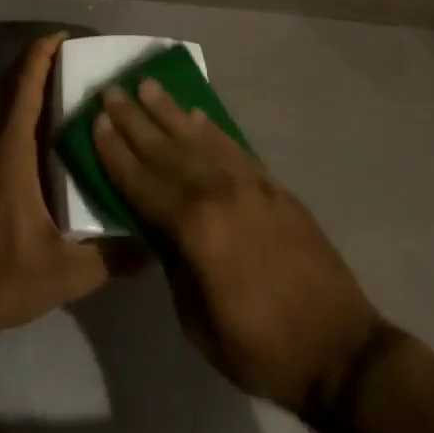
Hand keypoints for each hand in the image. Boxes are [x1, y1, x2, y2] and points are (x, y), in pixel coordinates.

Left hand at [0, 33, 113, 332]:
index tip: (64, 38)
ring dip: (12, 80)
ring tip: (42, 81)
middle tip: (64, 57)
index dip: (40, 54)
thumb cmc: (8, 279)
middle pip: (5, 83)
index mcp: (9, 152)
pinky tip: (10, 117)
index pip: (23, 85)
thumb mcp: (70, 273)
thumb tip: (155, 244)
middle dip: (32, 61)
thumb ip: (115, 256)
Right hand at [91, 80, 383, 413]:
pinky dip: (212, 129)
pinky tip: (197, 115)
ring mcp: (251, 184)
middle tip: (111, 89)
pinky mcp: (274, 186)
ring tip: (147, 85)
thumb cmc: (259, 348)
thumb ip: (172, 262)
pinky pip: (234, 147)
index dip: (116, 152)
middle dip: (135, 119)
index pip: (142, 181)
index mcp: (195, 228)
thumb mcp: (196, 320)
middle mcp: (220, 192)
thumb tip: (155, 224)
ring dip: (170, 111)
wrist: (338, 348)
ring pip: (200, 138)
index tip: (95, 121)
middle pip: (167, 149)